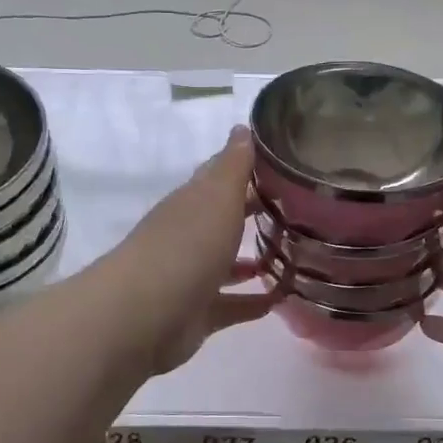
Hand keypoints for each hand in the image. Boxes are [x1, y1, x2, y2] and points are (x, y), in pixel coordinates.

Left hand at [99, 127, 278, 375]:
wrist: (145, 315)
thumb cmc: (186, 246)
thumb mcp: (216, 197)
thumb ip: (233, 166)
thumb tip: (242, 128)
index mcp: (191, 203)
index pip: (219, 179)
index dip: (247, 171)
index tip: (284, 168)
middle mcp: (188, 237)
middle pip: (223, 221)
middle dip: (252, 216)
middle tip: (297, 214)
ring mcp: (191, 277)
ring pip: (226, 264)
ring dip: (252, 261)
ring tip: (292, 258)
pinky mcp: (197, 315)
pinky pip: (231, 305)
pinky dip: (253, 302)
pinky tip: (282, 299)